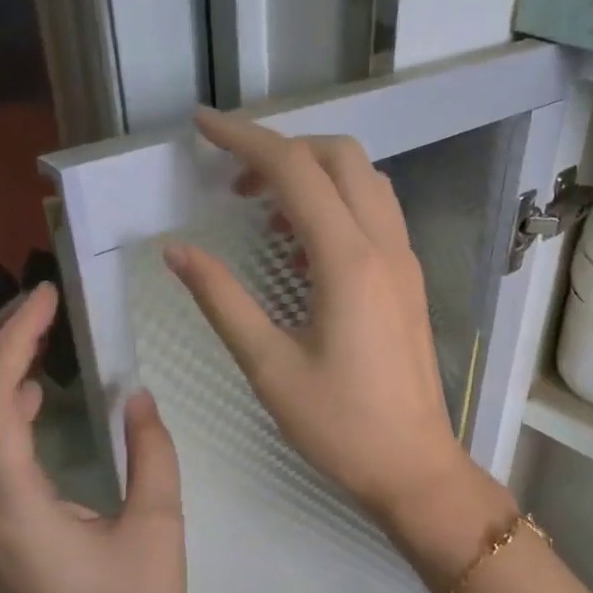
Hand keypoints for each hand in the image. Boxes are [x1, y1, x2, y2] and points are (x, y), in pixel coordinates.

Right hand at [164, 108, 476, 524]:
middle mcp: (385, 248)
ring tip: (267, 211)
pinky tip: (304, 248)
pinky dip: (340, 206)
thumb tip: (178, 251)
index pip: (295, 169)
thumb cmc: (339, 426)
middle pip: (341, 157)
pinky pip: (378, 217)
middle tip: (236, 182)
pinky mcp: (411, 283)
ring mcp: (406, 263)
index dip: (245, 139)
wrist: (413, 466)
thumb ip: (223, 300)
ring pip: (366, 182)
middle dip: (285, 150)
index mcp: (348, 261)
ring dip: (317, 175)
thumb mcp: (269, 366)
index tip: (201, 126)